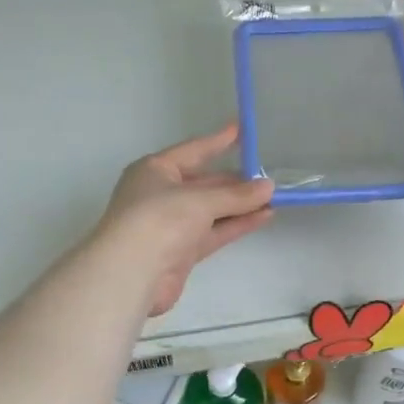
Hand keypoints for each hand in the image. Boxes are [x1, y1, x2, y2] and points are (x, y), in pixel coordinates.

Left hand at [100, 123, 274, 314]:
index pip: (193, 150)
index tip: (242, 130)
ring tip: (273, 198)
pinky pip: (214, 232)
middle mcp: (162, 194)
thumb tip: (268, 187)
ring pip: (212, 210)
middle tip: (268, 178)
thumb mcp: (199, 200)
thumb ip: (236, 195)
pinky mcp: (182, 251)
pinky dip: (236, 224)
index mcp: (155, 170)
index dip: (218, 141)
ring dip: (240, 205)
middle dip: (236, 182)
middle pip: (205, 183)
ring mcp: (172, 225)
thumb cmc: (159, 219)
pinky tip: (263, 217)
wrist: (130, 272)